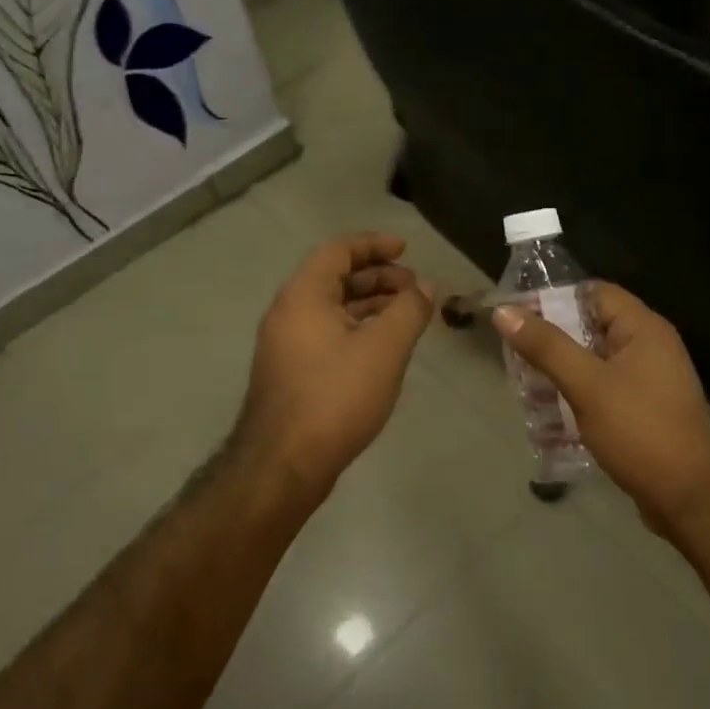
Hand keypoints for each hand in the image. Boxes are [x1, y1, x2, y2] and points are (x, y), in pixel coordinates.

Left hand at [240, 233, 435, 496]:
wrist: (284, 463)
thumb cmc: (336, 396)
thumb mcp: (384, 348)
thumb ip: (409, 310)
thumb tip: (425, 286)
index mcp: (304, 295)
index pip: (338, 251)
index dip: (374, 245)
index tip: (406, 250)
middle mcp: (288, 313)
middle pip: (334, 278)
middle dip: (377, 277)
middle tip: (414, 288)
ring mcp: (285, 345)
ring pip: (331, 310)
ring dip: (369, 305)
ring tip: (406, 316)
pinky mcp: (290, 373)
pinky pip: (326, 334)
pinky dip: (356, 329)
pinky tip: (381, 350)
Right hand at [493, 284, 709, 537]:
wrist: (691, 498)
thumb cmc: (640, 431)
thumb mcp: (587, 385)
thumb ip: (546, 347)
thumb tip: (504, 311)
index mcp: (643, 329)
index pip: (594, 293)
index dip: (554, 298)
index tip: (516, 315)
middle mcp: (649, 348)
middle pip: (591, 328)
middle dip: (551, 341)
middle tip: (512, 356)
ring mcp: (648, 382)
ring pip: (593, 364)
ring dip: (559, 374)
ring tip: (522, 388)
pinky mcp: (642, 412)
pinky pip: (602, 393)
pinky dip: (576, 398)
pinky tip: (547, 417)